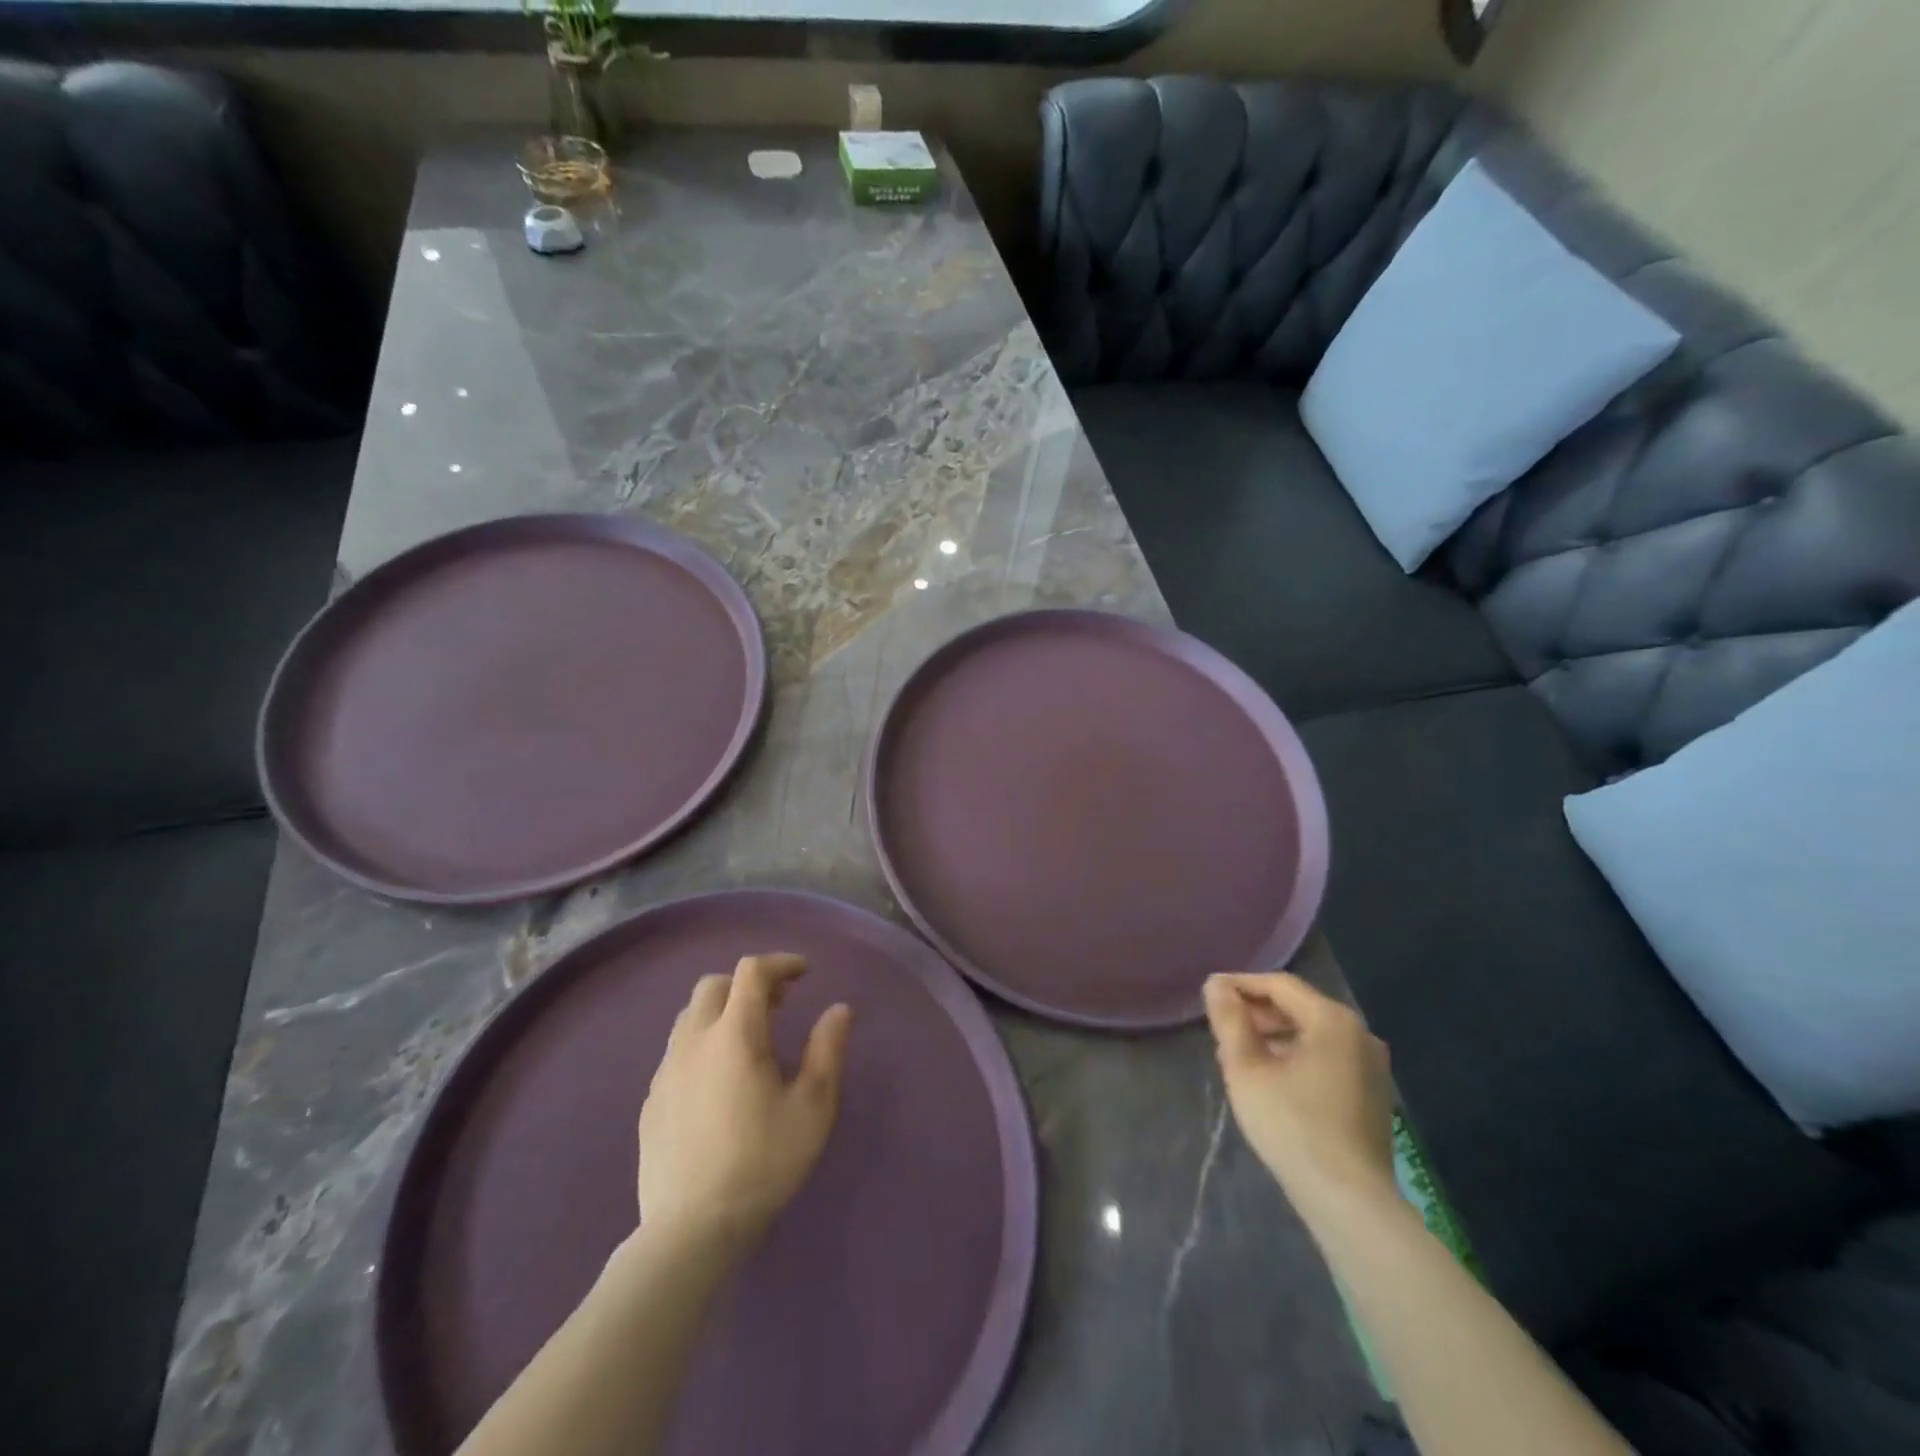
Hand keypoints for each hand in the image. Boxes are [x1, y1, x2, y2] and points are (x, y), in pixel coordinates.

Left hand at [637, 954, 852, 1254]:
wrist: (690, 1231)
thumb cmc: (762, 1163)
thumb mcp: (812, 1107)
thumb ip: (828, 1050)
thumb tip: (839, 1009)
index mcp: (734, 1034)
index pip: (752, 972)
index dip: (780, 963)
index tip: (804, 973)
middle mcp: (693, 1041)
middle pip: (714, 986)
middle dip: (748, 983)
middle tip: (779, 1004)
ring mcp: (666, 1071)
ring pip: (690, 1016)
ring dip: (722, 1011)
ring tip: (750, 1038)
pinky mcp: (651, 1100)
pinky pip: (677, 1051)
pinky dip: (702, 1043)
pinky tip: (719, 1079)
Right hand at [1203, 972, 1396, 1213]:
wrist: (1350, 1201)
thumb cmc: (1293, 1126)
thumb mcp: (1247, 1069)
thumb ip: (1230, 1021)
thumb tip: (1215, 985)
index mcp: (1332, 1020)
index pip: (1279, 985)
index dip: (1240, 984)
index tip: (1209, 993)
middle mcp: (1359, 1033)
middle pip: (1299, 1007)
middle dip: (1257, 1012)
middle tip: (1221, 1026)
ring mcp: (1371, 1065)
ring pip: (1312, 1034)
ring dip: (1274, 1036)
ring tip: (1238, 1054)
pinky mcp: (1372, 1094)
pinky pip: (1327, 1057)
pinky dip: (1296, 1056)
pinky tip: (1271, 1078)